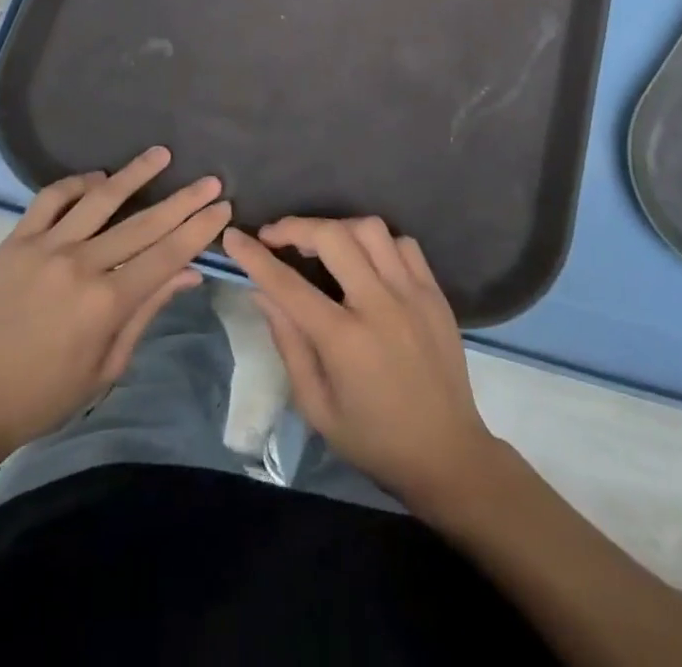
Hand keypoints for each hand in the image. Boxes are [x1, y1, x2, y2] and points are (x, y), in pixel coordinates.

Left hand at [0, 147, 230, 466]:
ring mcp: (45, 248)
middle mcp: (80, 266)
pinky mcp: (16, 241)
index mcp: (106, 303)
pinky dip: (77, 184)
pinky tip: (99, 178)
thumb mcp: (109, 364)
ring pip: (100, 199)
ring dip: (135, 174)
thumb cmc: (47, 394)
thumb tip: (190, 272)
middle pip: (144, 224)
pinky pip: (51, 199)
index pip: (167, 255)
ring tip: (162, 153)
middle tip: (211, 179)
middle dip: (184, 200)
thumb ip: (148, 311)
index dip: (199, 230)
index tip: (222, 207)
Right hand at [223, 217, 497, 508]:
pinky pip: (404, 244)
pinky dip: (378, 243)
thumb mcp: (317, 407)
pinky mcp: (434, 292)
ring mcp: (412, 293)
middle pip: (333, 237)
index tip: (234, 237)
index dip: (255, 257)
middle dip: (296, 227)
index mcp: (345, 340)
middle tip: (275, 236)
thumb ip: (288, 344)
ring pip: (371, 229)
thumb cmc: (373, 440)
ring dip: (338, 229)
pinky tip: (365, 260)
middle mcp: (380, 305)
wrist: (447, 454)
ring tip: (321, 245)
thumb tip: (262, 293)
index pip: (289, 285)